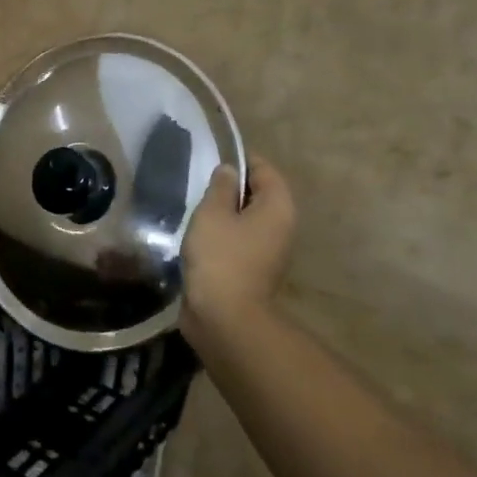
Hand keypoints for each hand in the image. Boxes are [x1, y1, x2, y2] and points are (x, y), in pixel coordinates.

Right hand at [180, 160, 295, 351]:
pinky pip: (239, 241)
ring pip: (247, 220)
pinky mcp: (253, 270)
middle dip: (231, 188)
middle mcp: (281, 226)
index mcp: (277, 207)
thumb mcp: (213, 212)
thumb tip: (230, 171)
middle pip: (258, 195)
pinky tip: (199, 237)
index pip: (264, 170)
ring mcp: (269, 251)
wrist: (224, 316)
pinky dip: (222, 235)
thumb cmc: (220, 256)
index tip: (212, 161)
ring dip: (224, 214)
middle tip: (200, 186)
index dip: (240, 160)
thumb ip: (221, 187)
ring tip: (195, 211)